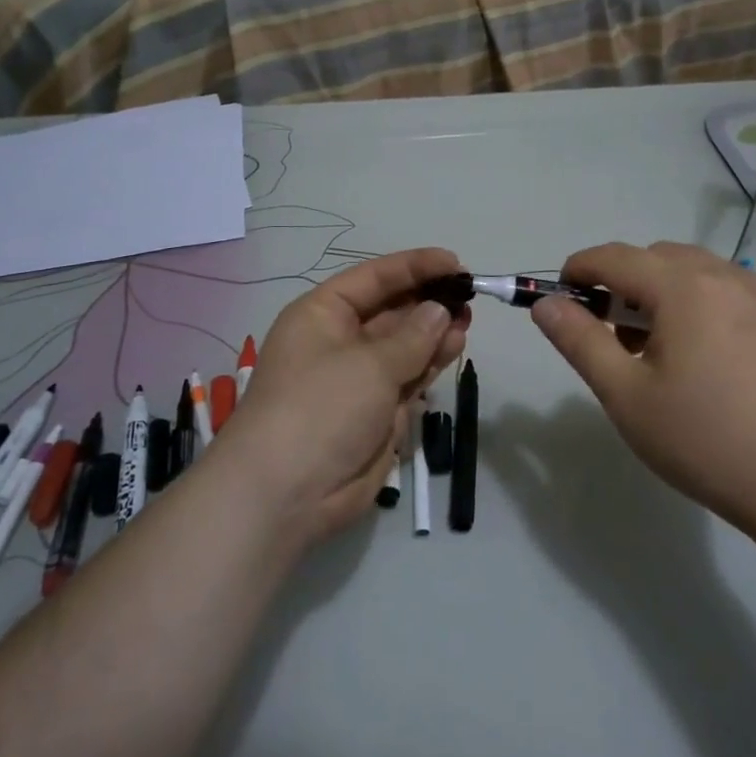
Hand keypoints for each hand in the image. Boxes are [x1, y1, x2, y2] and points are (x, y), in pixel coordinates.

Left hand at [217, 248, 469, 544]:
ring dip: (435, 330)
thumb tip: (439, 310)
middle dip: (428, 300)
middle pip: (391, 309)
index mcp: (322, 314)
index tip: (454, 262)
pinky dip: (431, 361)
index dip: (413, 266)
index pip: (373, 278)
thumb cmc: (320, 408)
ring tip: (467, 319)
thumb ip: (412, 336)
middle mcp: (339, 340)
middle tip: (468, 294)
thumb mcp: (368, 364)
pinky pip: (409, 375)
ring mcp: (358, 377)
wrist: (286, 494)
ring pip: (404, 344)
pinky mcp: (375, 411)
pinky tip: (455, 346)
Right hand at [529, 242, 755, 531]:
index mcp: (684, 287)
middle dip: (622, 282)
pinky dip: (699, 304)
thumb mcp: (626, 395)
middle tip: (610, 333)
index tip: (561, 297)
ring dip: (662, 292)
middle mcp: (726, 276)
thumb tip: (545, 304)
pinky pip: (728, 292)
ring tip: (656, 348)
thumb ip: (579, 341)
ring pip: (695, 272)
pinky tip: (704, 358)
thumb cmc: (705, 439)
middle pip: (656, 258)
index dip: (579, 269)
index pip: (615, 257)